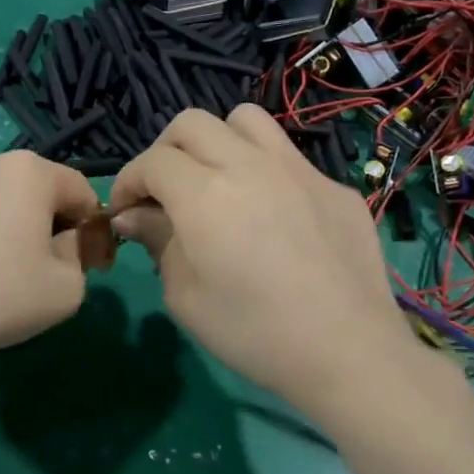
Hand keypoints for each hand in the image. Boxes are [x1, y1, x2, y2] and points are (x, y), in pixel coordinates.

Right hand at [110, 107, 423, 416]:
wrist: (348, 352)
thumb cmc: (253, 332)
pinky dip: (264, 171)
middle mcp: (248, 164)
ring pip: (245, 121)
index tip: (125, 210)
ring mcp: (297, 169)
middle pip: (191, 123)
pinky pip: (288, 157)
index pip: (152, 161)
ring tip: (216, 181)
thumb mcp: (185, 296)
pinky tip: (272, 216)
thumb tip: (134, 215)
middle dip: (165, 151)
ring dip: (217, 142)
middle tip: (163, 191)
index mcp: (204, 193)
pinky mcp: (333, 186)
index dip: (128, 180)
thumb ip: (156, 241)